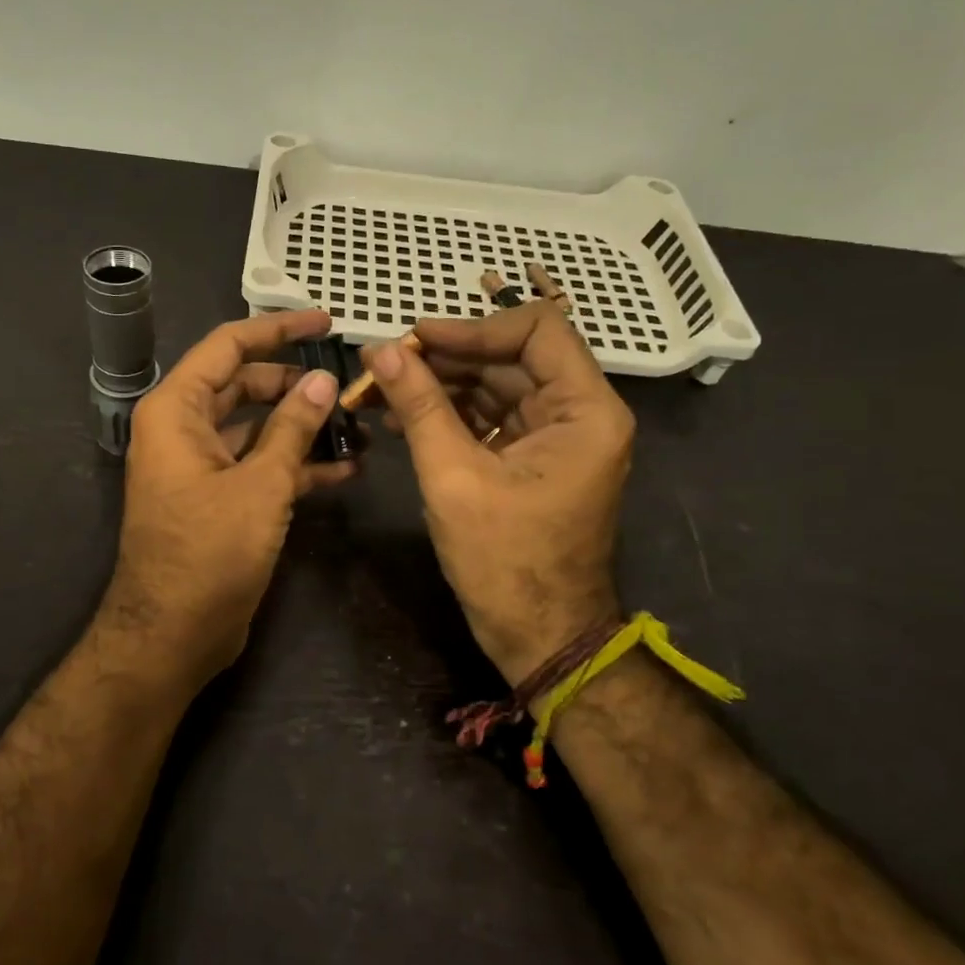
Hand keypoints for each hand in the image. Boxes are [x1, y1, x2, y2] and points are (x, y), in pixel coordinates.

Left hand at [99, 310, 355, 688]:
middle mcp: (184, 429)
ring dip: (302, 426)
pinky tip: (346, 468)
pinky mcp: (219, 499)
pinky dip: (296, 465)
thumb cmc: (209, 552)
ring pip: (257, 428)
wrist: (173, 635)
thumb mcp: (260, 485)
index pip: (228, 346)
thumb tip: (322, 380)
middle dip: (295, 382)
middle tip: (348, 382)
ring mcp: (202, 466)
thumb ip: (293, 428)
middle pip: (244, 385)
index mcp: (177, 410)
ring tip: (356, 423)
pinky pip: (259, 466)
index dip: (277, 329)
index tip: (325, 322)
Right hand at [368, 302, 633, 686]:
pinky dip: (449, 414)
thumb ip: (419, 406)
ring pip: (495, 385)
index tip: (416, 339)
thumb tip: (379, 350)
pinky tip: (401, 418)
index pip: (537, 329)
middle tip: (382, 365)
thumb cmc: (505, 562)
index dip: (473, 327)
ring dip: (439, 386)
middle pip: (511, 357)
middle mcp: (580, 413)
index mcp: (585, 410)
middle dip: (444, 358)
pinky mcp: (533, 457)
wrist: (539, 637)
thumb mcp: (454, 478)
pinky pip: (491, 417)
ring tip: (379, 391)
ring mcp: (556, 436)